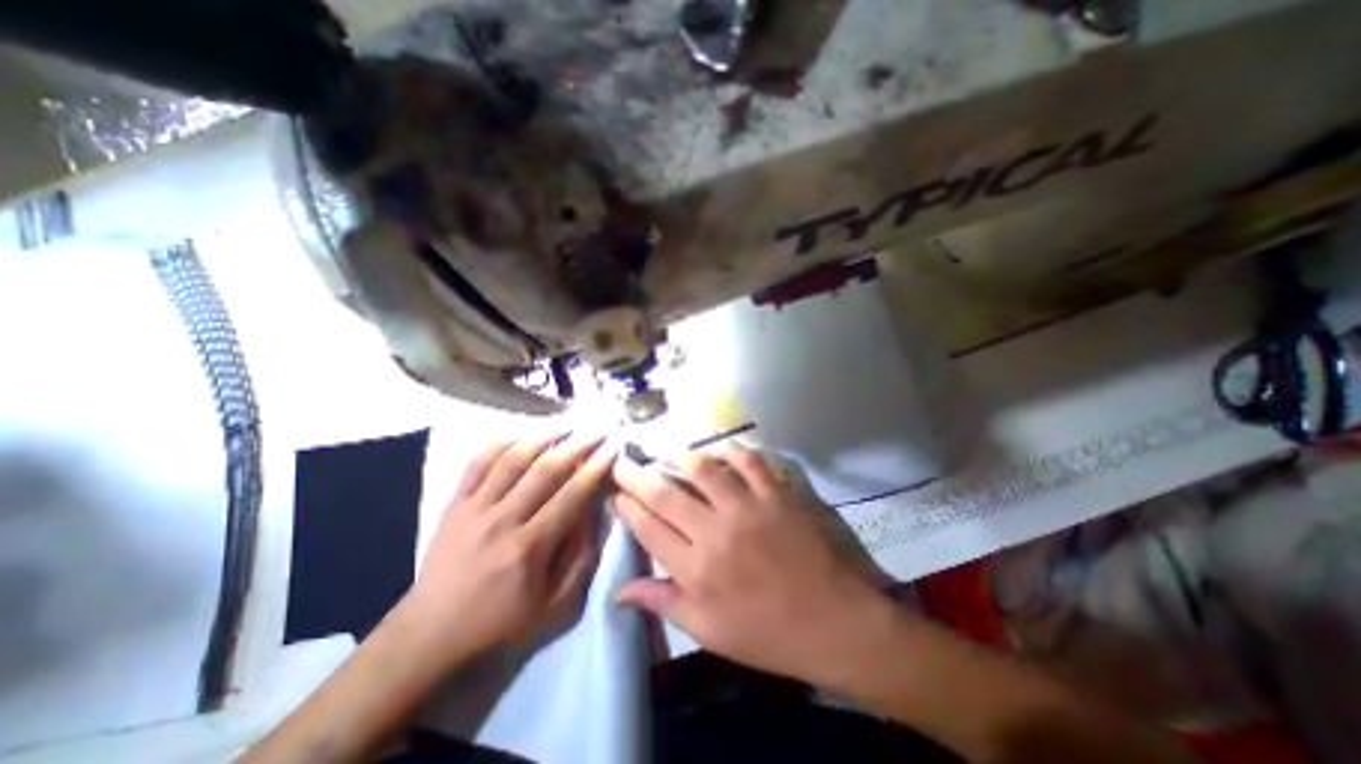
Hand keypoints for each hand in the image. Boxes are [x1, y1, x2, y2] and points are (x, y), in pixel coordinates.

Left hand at [400, 430, 619, 667]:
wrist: (430, 632)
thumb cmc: (499, 621)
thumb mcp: (552, 606)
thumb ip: (580, 560)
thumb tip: (593, 516)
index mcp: (529, 548)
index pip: (571, 496)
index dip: (595, 469)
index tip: (612, 448)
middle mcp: (502, 521)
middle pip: (545, 471)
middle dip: (576, 445)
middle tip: (597, 429)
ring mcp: (474, 509)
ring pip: (511, 460)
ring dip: (542, 437)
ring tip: (565, 423)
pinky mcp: (454, 504)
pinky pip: (477, 464)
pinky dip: (500, 443)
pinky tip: (520, 432)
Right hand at [616, 444, 882, 684]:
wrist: (831, 622)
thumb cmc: (765, 633)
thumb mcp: (707, 630)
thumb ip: (662, 603)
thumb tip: (619, 590)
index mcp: (696, 571)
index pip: (649, 530)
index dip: (627, 509)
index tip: (616, 495)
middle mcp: (715, 533)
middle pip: (665, 495)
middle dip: (637, 476)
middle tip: (623, 462)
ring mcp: (747, 509)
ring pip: (703, 471)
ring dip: (678, 456)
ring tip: (665, 451)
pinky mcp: (774, 496)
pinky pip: (749, 462)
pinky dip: (731, 450)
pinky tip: (717, 447)